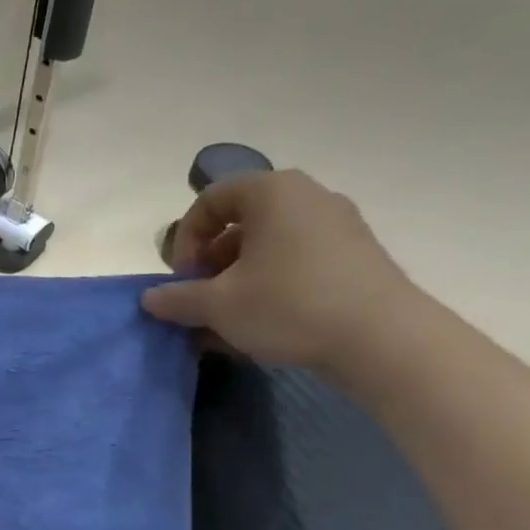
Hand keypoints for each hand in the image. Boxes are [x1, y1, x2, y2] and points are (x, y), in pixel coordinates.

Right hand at [141, 170, 425, 373]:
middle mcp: (307, 196)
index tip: (184, 279)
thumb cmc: (288, 305)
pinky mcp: (354, 256)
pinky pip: (295, 261)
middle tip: (202, 301)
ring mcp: (336, 225)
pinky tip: (262, 324)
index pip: (209, 200)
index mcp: (272, 192)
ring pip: (267, 246)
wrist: (380, 337)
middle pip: (239, 223)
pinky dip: (269, 286)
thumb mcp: (218, 305)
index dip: (185, 240)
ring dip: (236, 280)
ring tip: (227, 321)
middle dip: (210, 264)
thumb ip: (178, 298)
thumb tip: (150, 299)